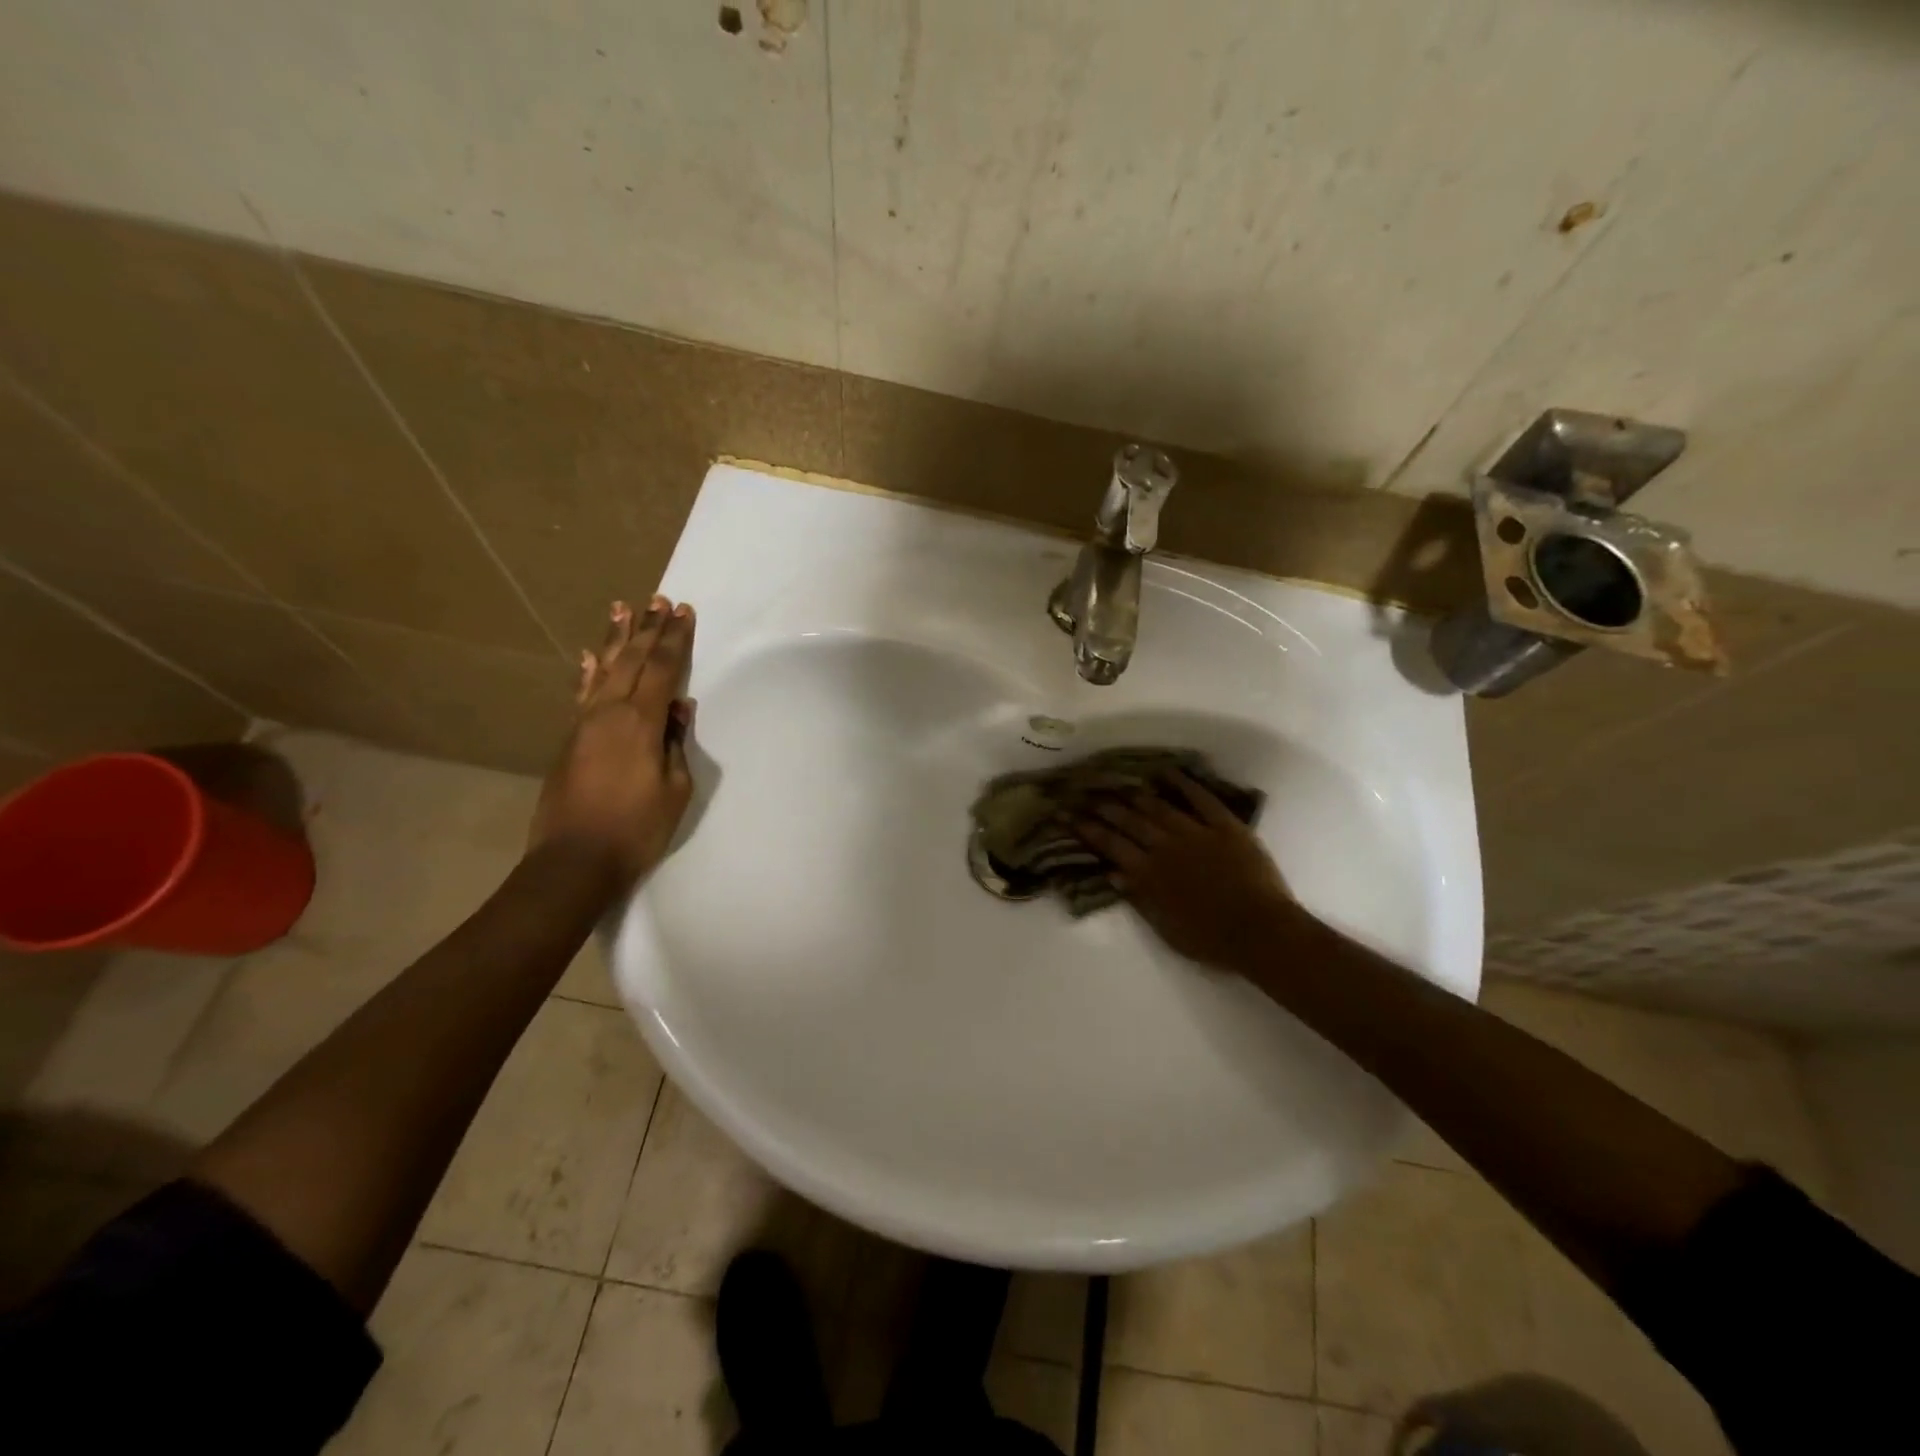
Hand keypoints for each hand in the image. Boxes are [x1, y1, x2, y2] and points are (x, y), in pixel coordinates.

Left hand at [530, 596, 696, 889]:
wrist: (575, 861)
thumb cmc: (637, 828)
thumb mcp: (675, 788)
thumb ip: (675, 743)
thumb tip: (677, 708)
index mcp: (640, 721)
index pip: (663, 669)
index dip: (675, 639)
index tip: (683, 612)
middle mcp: (608, 712)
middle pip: (632, 660)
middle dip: (648, 629)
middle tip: (658, 600)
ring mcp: (584, 723)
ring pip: (603, 670)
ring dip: (616, 639)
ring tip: (623, 608)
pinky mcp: (570, 739)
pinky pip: (582, 694)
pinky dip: (588, 672)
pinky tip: (591, 656)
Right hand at [1074, 773, 1300, 972]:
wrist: (1260, 932)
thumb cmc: (1210, 940)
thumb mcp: (1165, 928)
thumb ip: (1139, 897)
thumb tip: (1113, 873)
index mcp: (1149, 874)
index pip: (1110, 846)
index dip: (1086, 829)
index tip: (1067, 815)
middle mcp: (1166, 847)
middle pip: (1130, 821)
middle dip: (1104, 806)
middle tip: (1085, 792)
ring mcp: (1196, 833)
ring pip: (1159, 807)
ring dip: (1136, 794)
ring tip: (1119, 783)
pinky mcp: (1225, 826)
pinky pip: (1201, 799)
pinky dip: (1184, 783)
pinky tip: (1167, 772)